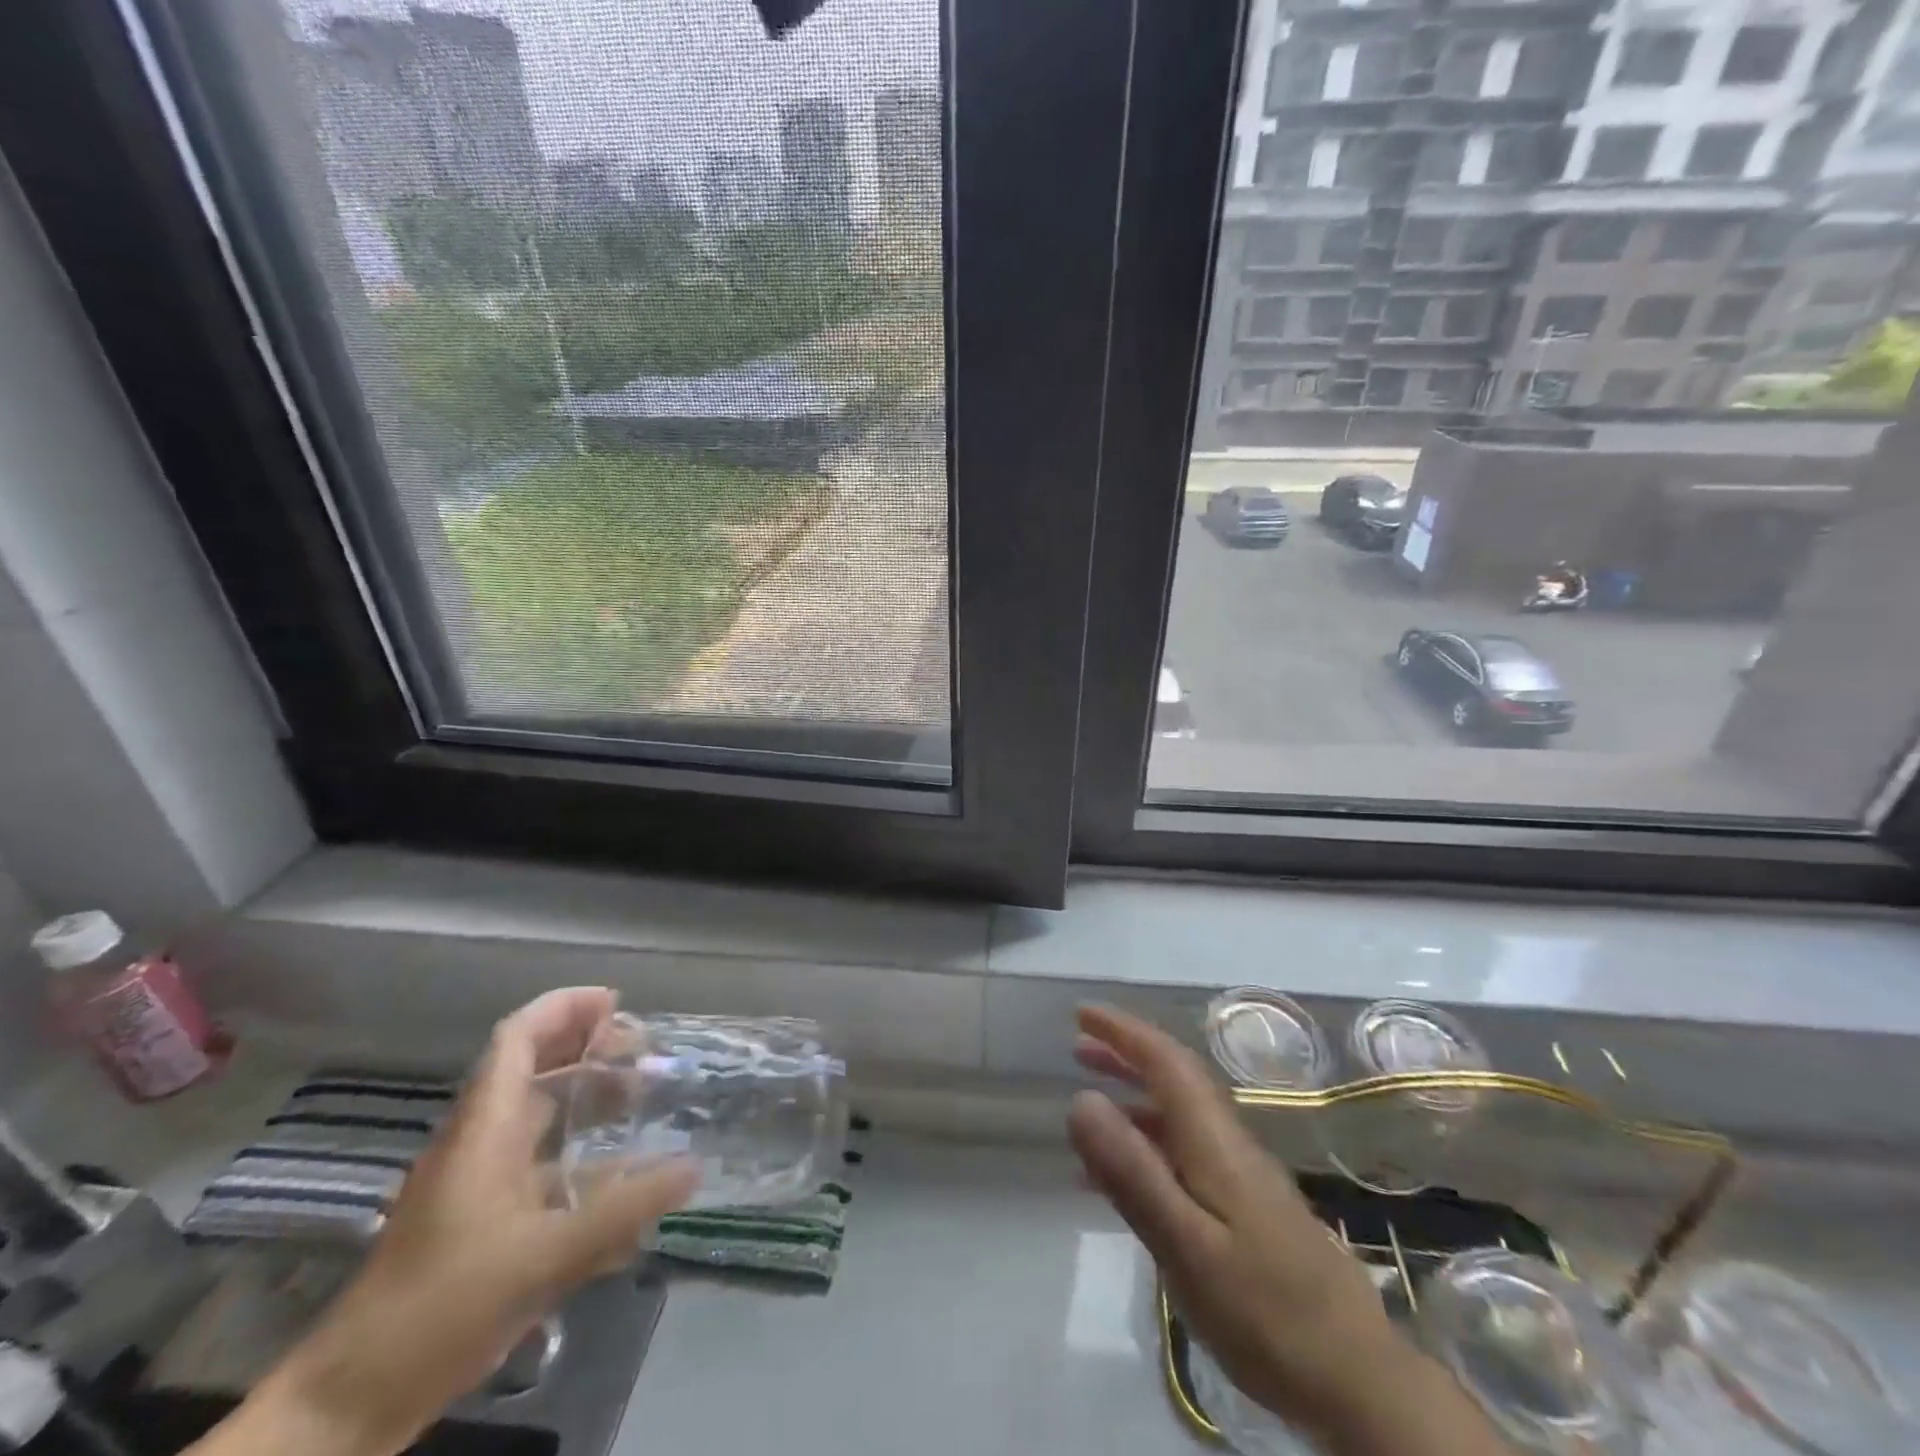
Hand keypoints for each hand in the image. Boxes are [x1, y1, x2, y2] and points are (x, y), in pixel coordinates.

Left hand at [219, 989, 698, 1455]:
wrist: (353, 1400)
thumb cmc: (441, 1306)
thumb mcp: (543, 1257)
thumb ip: (623, 1211)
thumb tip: (693, 1168)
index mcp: (483, 1129)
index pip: (517, 1039)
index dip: (564, 1008)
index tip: (617, 1002)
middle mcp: (480, 1142)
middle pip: (534, 1069)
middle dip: (588, 1049)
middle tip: (644, 1051)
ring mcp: (480, 1182)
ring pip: (539, 1118)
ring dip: (587, 1099)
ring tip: (642, 1100)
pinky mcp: (485, 1220)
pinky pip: (542, 1166)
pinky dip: (582, 1157)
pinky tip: (624, 1179)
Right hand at [1067, 1005, 1404, 1439]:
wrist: (1358, 1381)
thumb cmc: (1265, 1312)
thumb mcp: (1186, 1245)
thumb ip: (1133, 1172)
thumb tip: (1081, 1099)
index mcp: (1215, 1141)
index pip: (1166, 1061)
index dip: (1123, 1032)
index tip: (1083, 1013)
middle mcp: (1230, 1144)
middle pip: (1175, 1079)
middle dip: (1127, 1055)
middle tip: (1078, 1047)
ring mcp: (1242, 1177)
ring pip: (1179, 1116)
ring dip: (1134, 1097)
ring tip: (1089, 1103)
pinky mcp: (1247, 1209)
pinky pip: (1185, 1154)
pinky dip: (1148, 1146)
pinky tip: (1123, 1181)